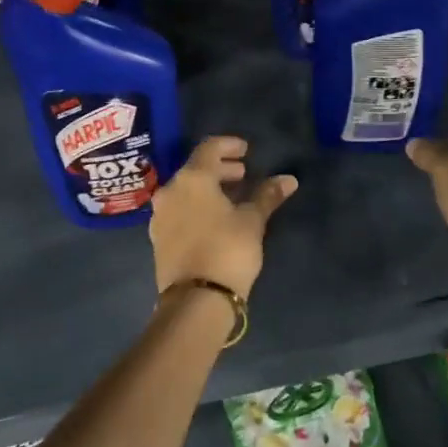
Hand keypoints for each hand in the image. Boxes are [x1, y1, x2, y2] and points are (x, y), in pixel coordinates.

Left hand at [150, 136, 297, 297]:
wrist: (195, 300)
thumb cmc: (227, 250)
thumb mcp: (252, 221)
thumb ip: (267, 196)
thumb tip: (288, 179)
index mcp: (192, 179)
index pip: (209, 148)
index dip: (229, 145)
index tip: (246, 150)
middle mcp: (170, 191)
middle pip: (196, 169)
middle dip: (221, 169)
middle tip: (243, 174)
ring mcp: (160, 216)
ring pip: (186, 191)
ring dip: (209, 189)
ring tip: (233, 198)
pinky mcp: (159, 239)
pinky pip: (180, 210)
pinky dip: (197, 206)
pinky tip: (215, 219)